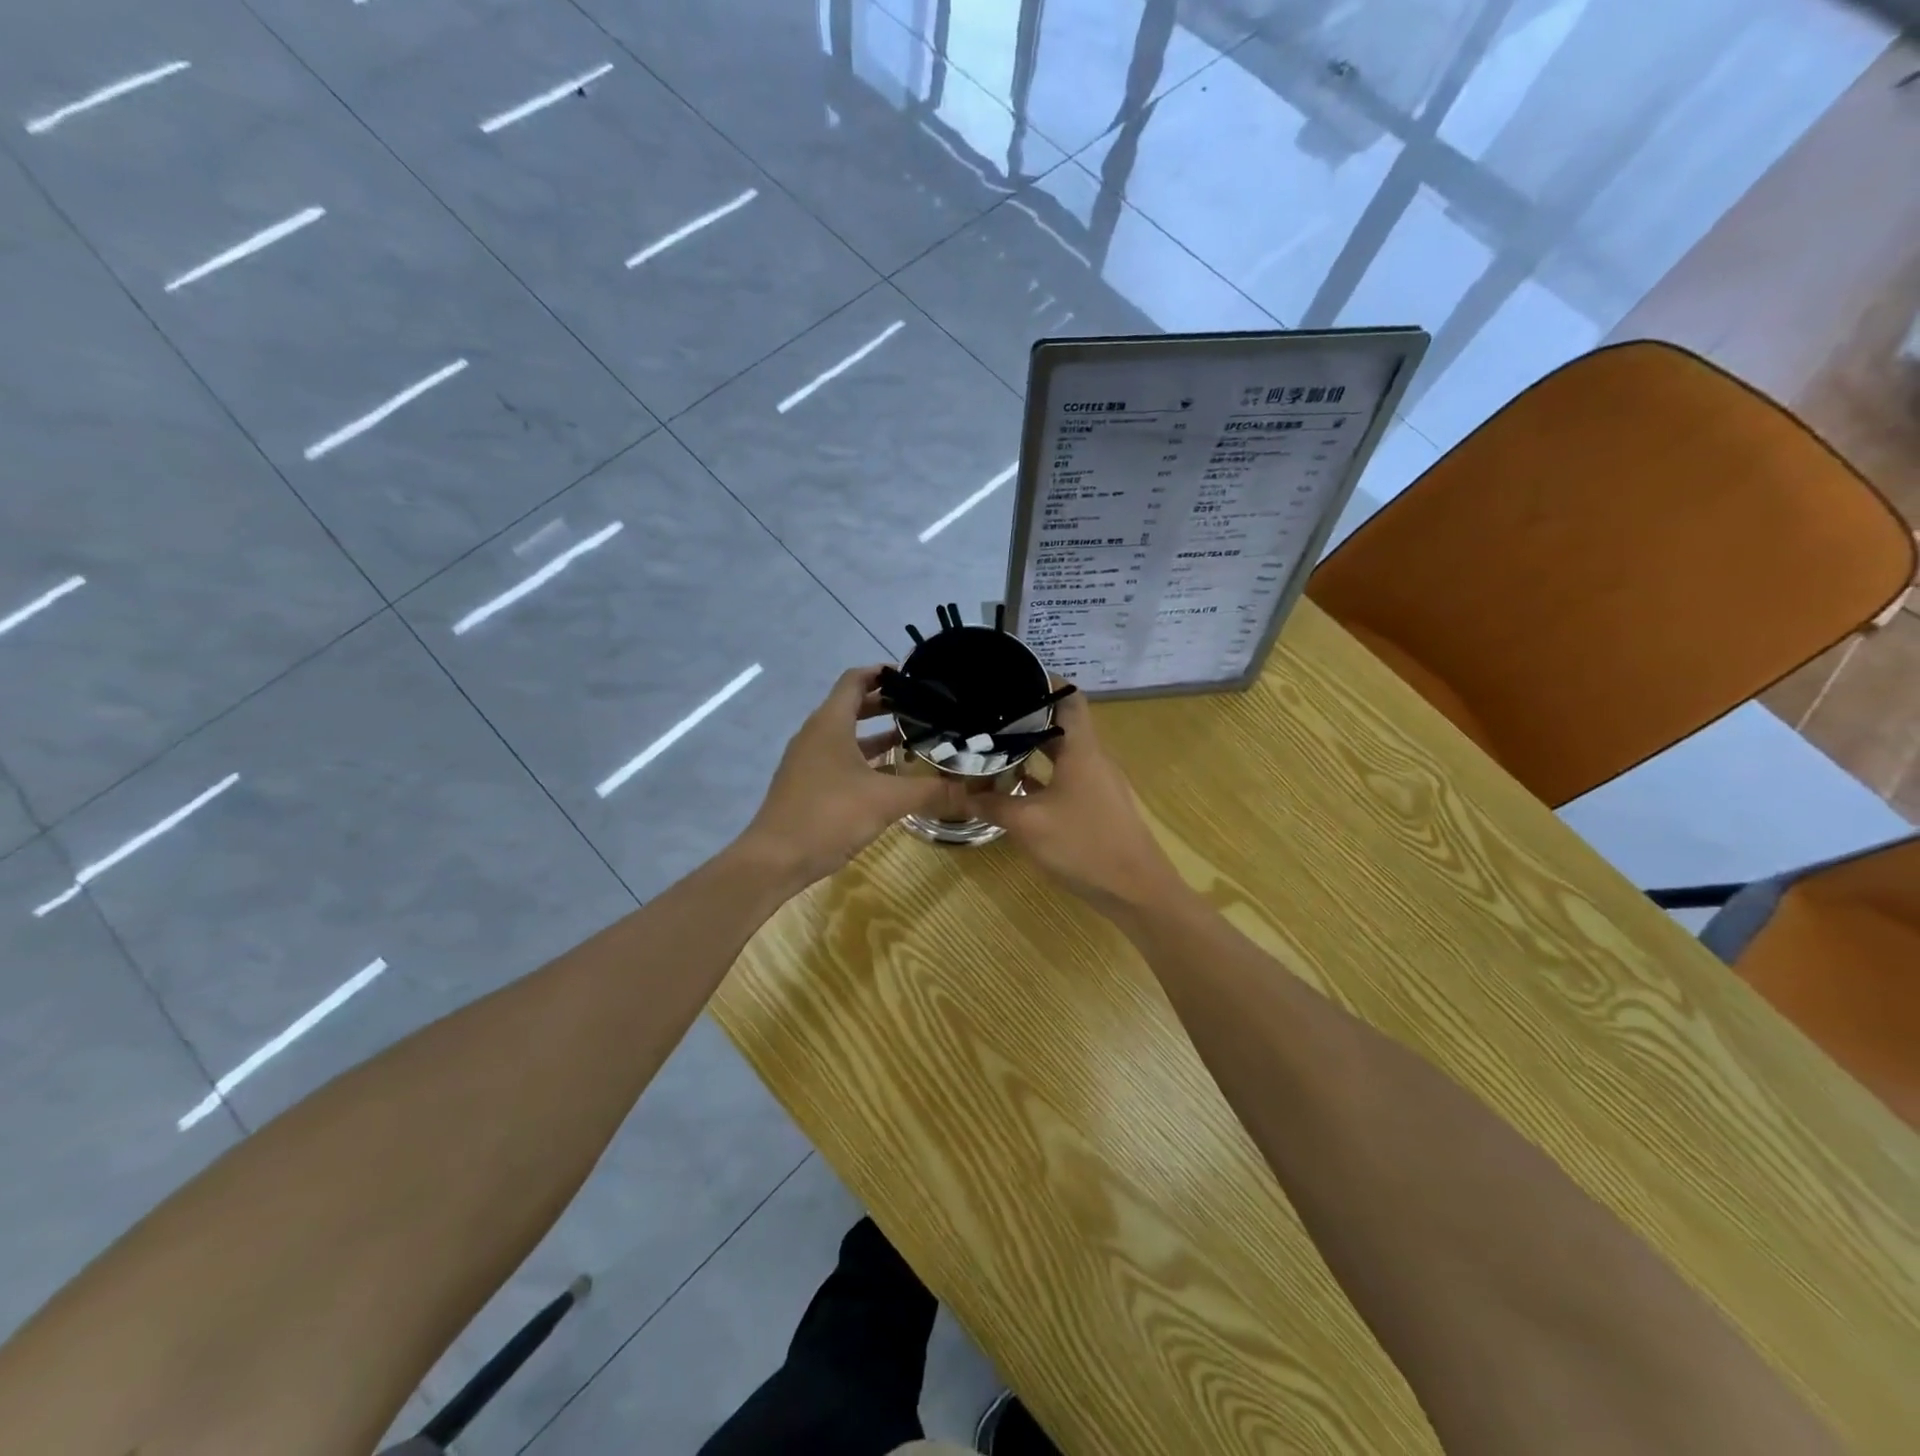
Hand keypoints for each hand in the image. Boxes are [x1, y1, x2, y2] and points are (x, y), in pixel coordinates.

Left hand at [739, 666, 958, 888]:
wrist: (775, 860)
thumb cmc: (829, 816)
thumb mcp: (886, 801)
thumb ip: (931, 791)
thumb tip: (972, 791)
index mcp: (830, 724)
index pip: (855, 680)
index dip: (882, 672)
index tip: (914, 676)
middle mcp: (816, 735)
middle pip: (852, 706)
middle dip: (886, 704)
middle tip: (923, 708)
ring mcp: (808, 761)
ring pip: (846, 736)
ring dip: (877, 735)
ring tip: (914, 739)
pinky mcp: (807, 785)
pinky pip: (840, 759)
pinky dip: (865, 759)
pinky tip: (891, 777)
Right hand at [973, 684, 1185, 918]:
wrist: (1137, 891)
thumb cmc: (1084, 846)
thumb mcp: (1028, 825)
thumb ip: (992, 806)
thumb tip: (961, 795)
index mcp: (1082, 750)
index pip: (1069, 698)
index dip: (1044, 682)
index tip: (1012, 679)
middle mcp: (1094, 759)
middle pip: (1062, 725)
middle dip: (1027, 718)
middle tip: (989, 715)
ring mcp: (1099, 784)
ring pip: (1064, 755)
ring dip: (1034, 750)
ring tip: (996, 747)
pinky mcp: (1099, 807)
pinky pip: (1068, 780)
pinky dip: (1043, 778)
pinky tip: (1017, 790)